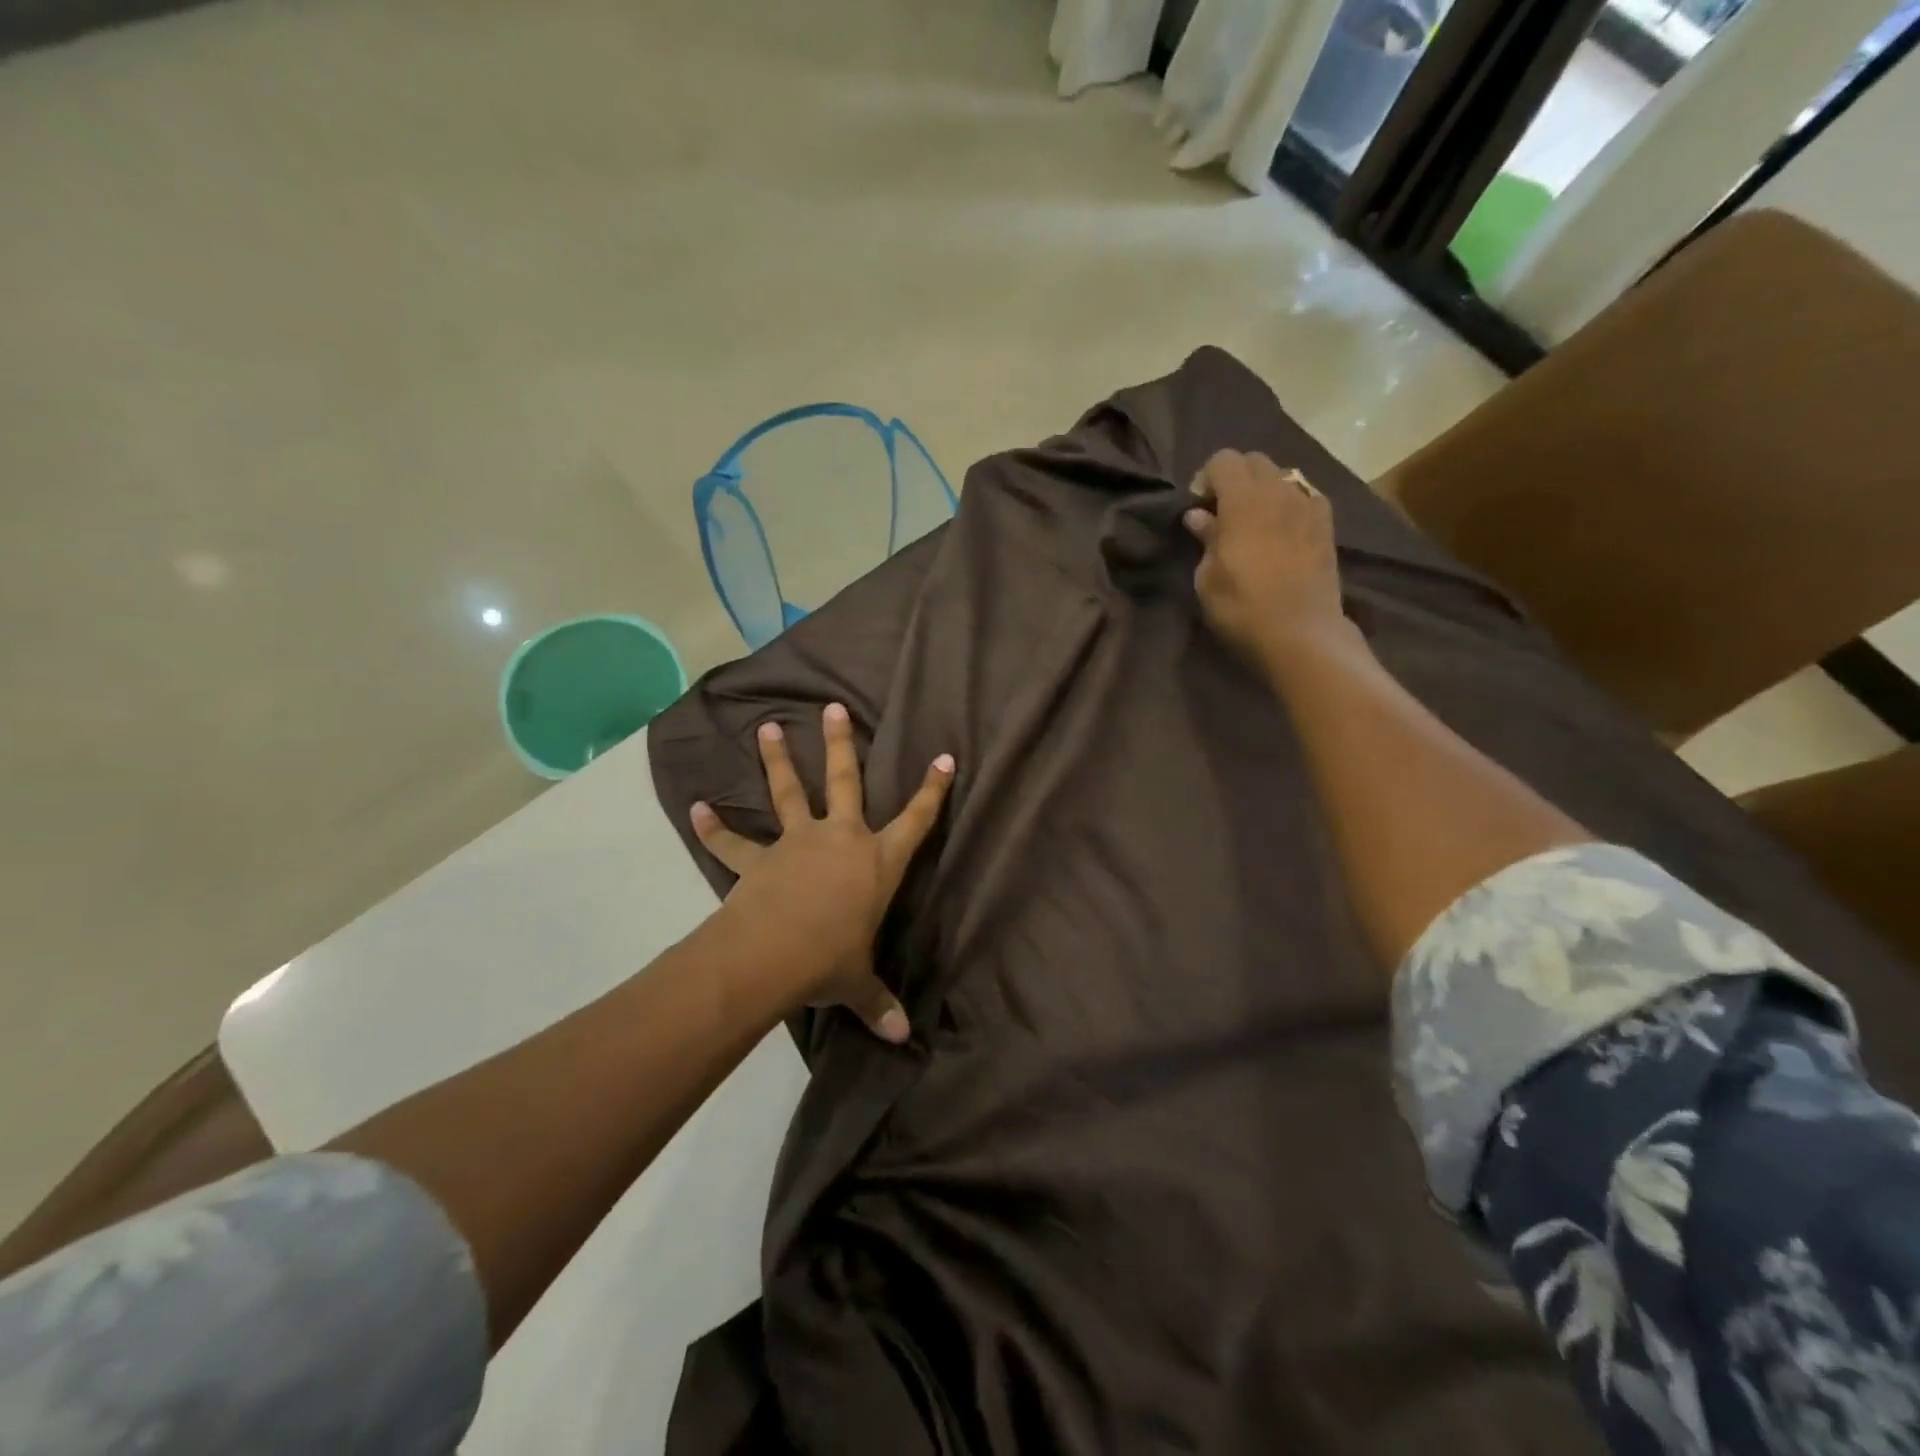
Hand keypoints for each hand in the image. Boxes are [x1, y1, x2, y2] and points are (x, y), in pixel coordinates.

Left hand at [690, 703, 953, 1042]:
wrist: (772, 956)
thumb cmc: (830, 961)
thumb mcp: (858, 984)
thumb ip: (879, 1004)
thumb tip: (904, 1040)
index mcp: (876, 862)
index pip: (916, 821)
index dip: (933, 790)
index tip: (944, 757)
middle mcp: (840, 839)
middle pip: (844, 782)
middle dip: (840, 744)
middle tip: (832, 707)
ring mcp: (796, 843)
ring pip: (788, 793)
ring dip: (776, 760)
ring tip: (767, 727)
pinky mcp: (758, 860)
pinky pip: (733, 842)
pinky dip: (714, 827)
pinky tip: (697, 808)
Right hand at [1183, 449, 1352, 669]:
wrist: (1301, 633)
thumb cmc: (1242, 608)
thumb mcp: (1208, 578)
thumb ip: (1205, 539)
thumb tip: (1198, 515)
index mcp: (1243, 501)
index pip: (1223, 459)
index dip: (1206, 478)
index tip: (1200, 508)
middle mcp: (1278, 492)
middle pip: (1255, 461)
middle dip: (1235, 478)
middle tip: (1223, 513)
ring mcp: (1307, 506)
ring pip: (1282, 477)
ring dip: (1263, 491)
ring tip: (1255, 523)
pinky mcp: (1327, 525)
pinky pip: (1306, 497)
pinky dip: (1290, 504)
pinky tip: (1284, 531)